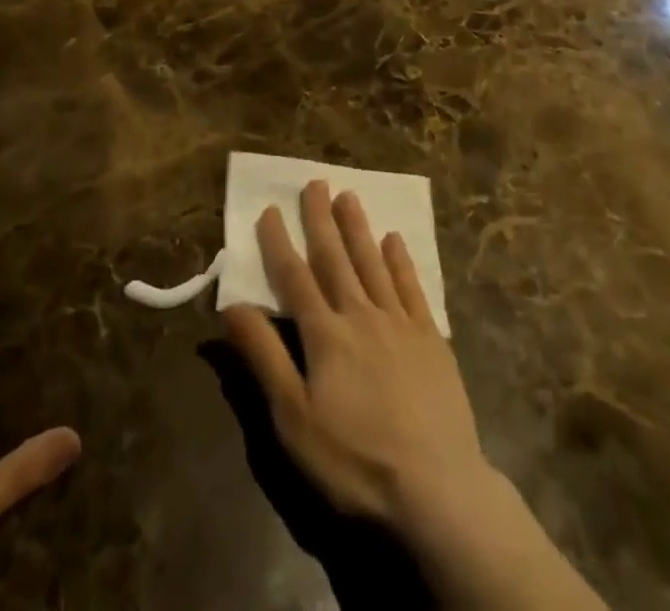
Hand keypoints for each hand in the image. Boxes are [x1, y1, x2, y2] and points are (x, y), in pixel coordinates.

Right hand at [222, 183, 602, 610]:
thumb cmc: (356, 459)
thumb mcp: (294, 418)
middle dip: (321, 219)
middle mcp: (361, 315)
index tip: (269, 209)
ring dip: (358, 228)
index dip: (279, 243)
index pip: (295, 278)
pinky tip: (395, 240)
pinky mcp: (432, 339)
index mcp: (325, 334)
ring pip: (373, 263)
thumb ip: (264, 357)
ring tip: (349, 195)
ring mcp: (400, 324)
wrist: (437, 489)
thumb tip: (231, 306)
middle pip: (336, 259)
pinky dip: (401, 261)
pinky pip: (412, 288)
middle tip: (315, 182)